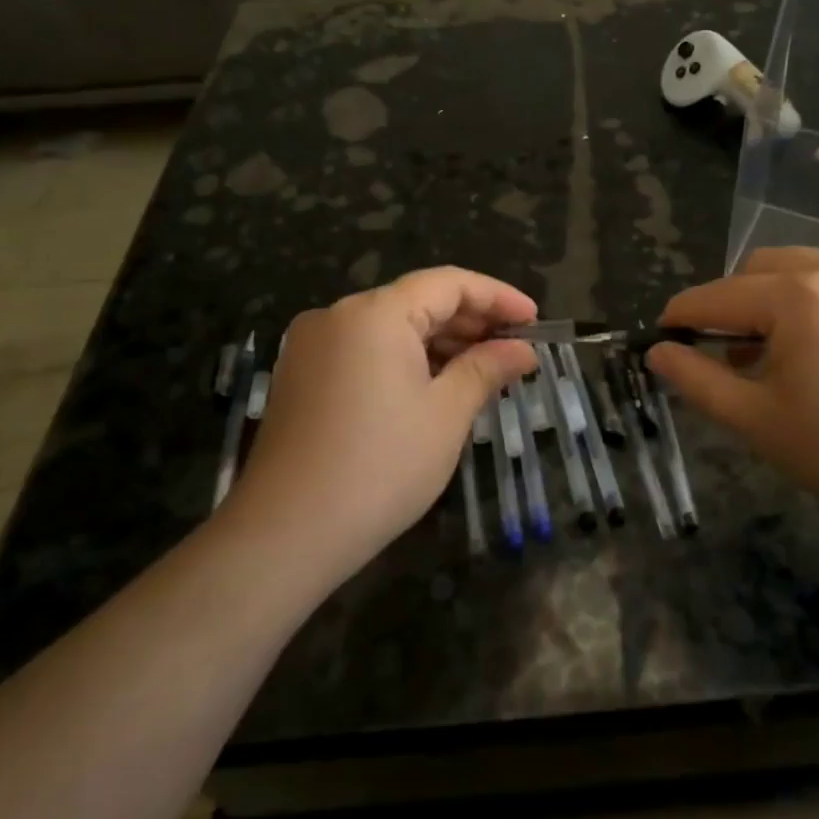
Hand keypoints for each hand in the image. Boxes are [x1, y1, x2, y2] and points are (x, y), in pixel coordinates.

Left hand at [232, 268, 537, 585]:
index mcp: (375, 313)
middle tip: (515, 348)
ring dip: (438, 343)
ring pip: (389, 328)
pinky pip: (364, 351)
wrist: (283, 535)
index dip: (497, 296)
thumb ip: (486, 369)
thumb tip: (523, 350)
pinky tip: (433, 386)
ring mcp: (312, 346)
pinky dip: (404, 360)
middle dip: (470, 321)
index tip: (535, 320)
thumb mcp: (446, 415)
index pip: (448, 283)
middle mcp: (338, 315)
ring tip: (482, 369)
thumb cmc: (380, 468)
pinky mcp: (300, 377)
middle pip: (416, 301)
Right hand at [647, 247, 818, 534]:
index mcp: (799, 297)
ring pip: (803, 268)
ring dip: (776, 299)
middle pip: (759, 268)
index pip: (718, 295)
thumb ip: (697, 379)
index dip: (683, 315)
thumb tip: (658, 351)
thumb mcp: (758, 421)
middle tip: (732, 353)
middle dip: (733, 302)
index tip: (663, 334)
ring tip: (784, 354)